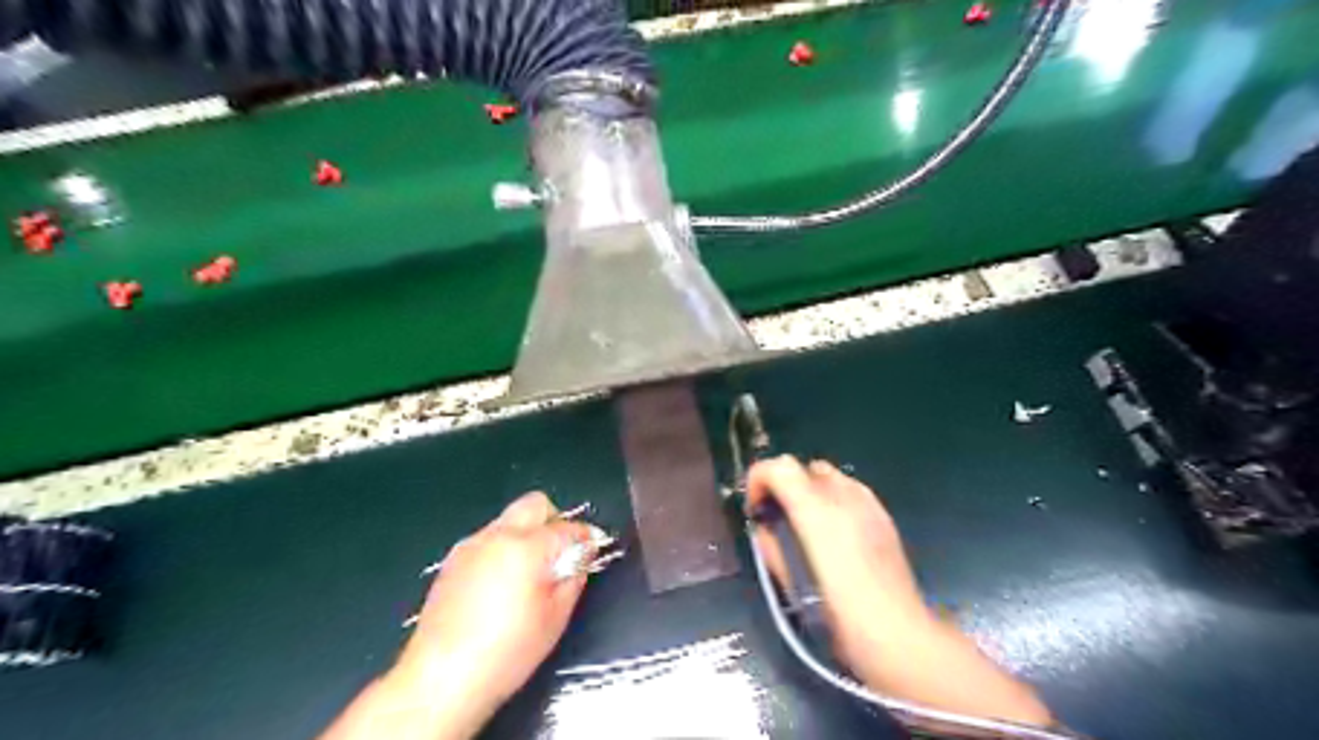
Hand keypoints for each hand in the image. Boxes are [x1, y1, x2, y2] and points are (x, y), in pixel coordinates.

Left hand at [317, 492, 593, 739]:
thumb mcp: (555, 618)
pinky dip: (502, 549)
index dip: (586, 536)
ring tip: (529, 573)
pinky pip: (487, 540)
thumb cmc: (507, 651)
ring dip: (526, 534)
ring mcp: (471, 545)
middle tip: (561, 551)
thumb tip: (581, 556)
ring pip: (509, 520)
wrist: (441, 678)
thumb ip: (574, 578)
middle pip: (535, 504)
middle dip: (554, 520)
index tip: (594, 546)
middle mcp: (498, 536)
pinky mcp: (452, 561)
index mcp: (527, 547)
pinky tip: (500, 585)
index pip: (566, 528)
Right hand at [746, 454, 1057, 724]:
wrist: (896, 634)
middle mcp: (843, 497)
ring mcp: (867, 503)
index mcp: (816, 512)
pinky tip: (836, 532)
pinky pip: (851, 490)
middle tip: (778, 517)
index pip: (779, 467)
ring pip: (829, 474)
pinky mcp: (884, 515)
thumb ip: (770, 544)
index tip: (754, 507)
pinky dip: (834, 499)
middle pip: (804, 466)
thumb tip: (763, 526)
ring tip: (807, 524)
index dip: (758, 478)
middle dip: (785, 485)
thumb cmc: (837, 614)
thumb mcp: (789, 581)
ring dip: (810, 490)